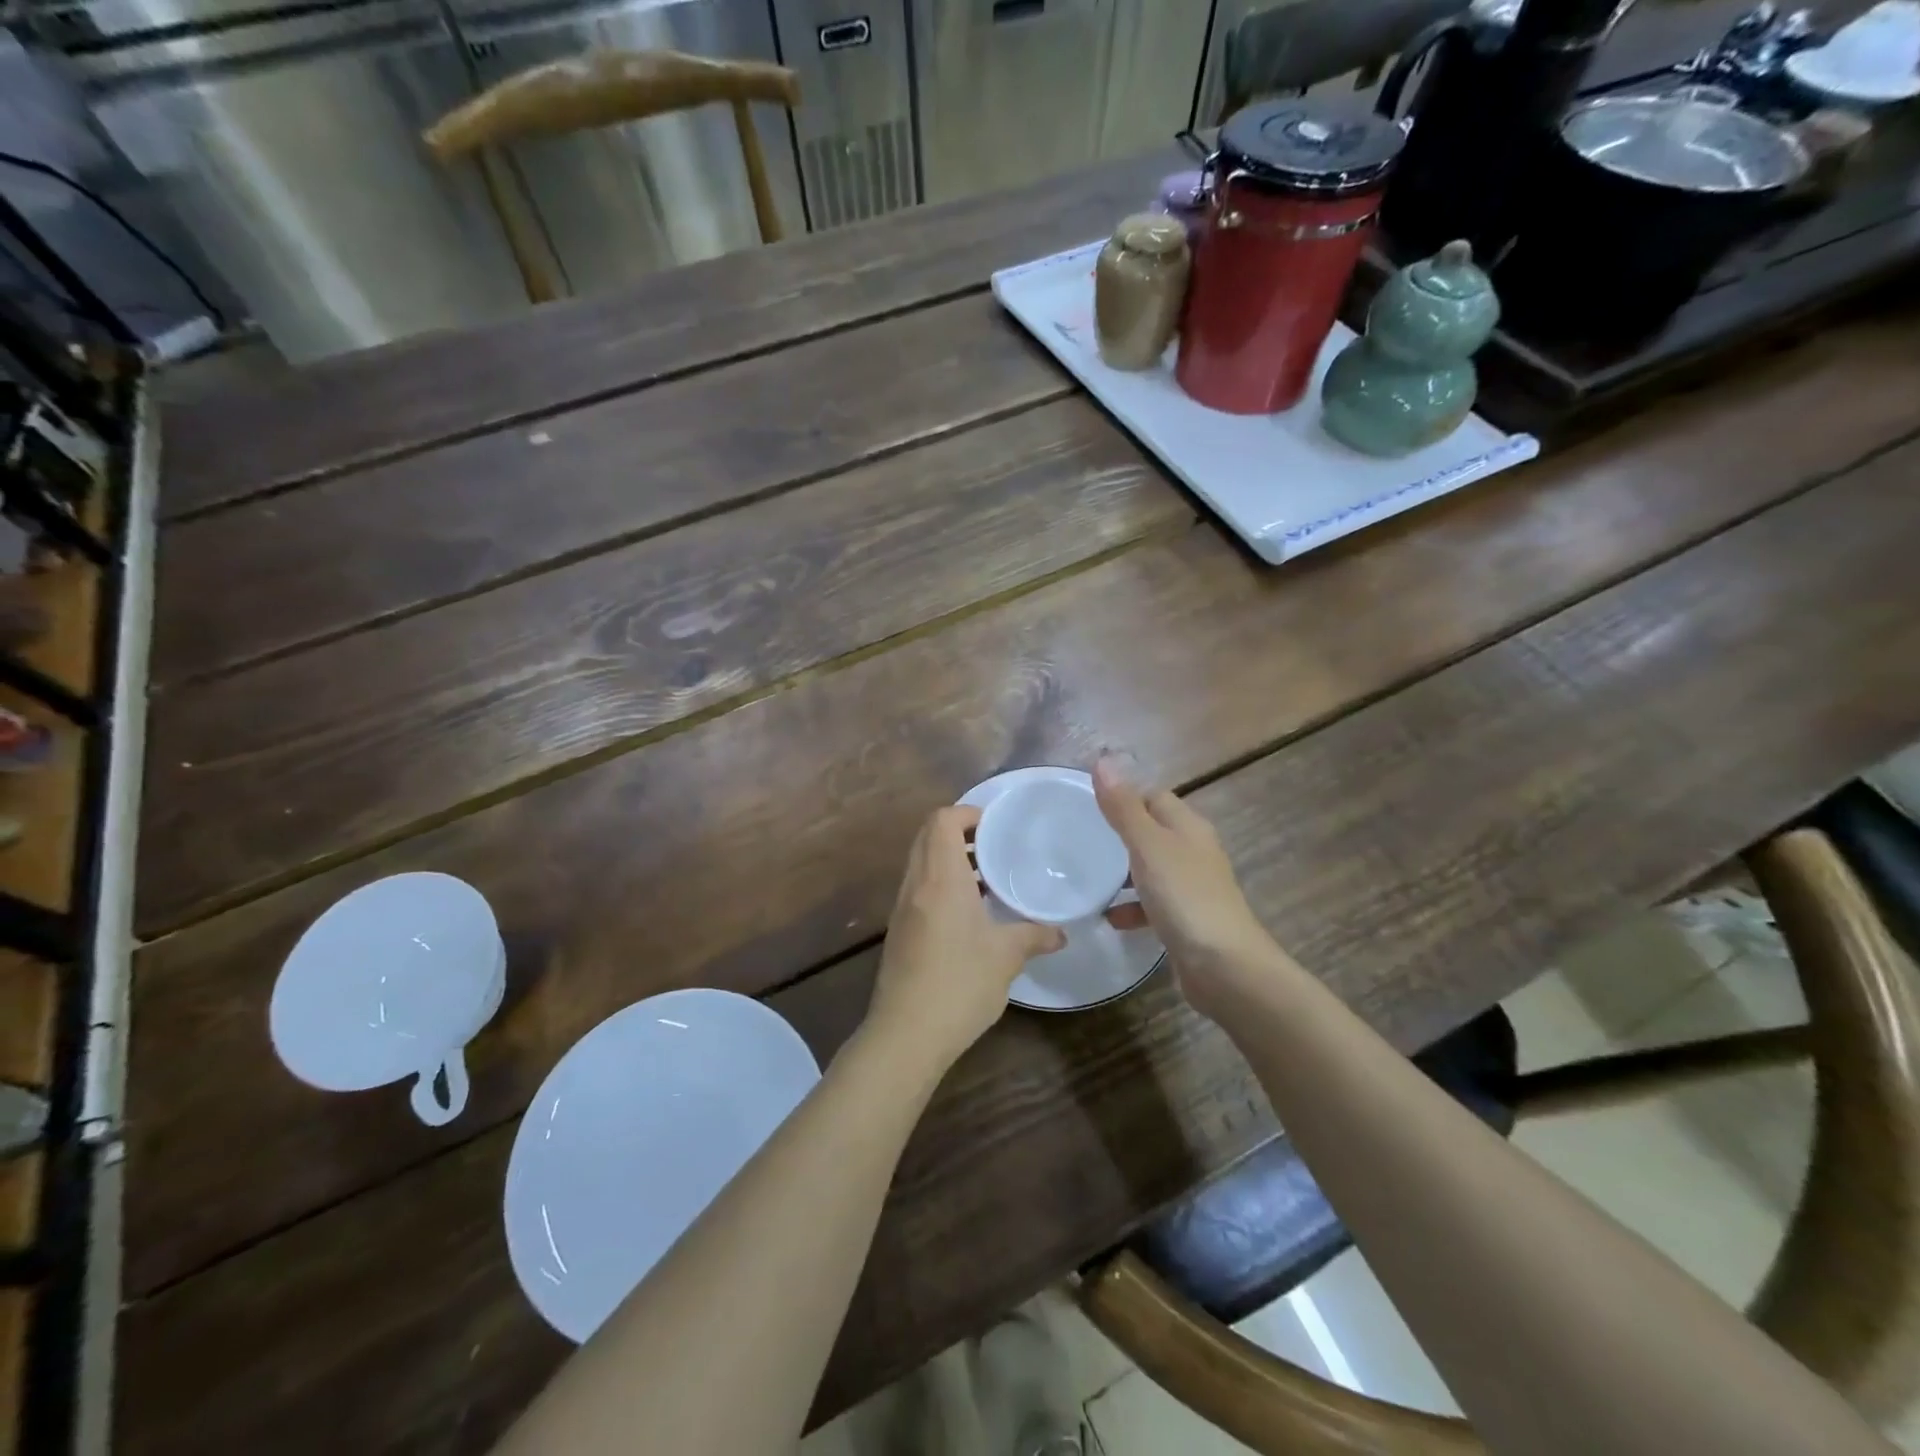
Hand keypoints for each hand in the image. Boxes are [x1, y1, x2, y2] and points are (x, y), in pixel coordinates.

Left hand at [867, 806, 1064, 1066]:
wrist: (906, 1034)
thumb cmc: (960, 983)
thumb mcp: (1007, 957)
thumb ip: (1035, 936)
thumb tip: (1061, 933)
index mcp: (940, 878)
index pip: (942, 820)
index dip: (967, 814)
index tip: (996, 826)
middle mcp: (916, 884)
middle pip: (928, 836)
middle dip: (960, 833)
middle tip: (995, 847)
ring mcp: (902, 907)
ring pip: (921, 863)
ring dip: (950, 860)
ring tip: (988, 879)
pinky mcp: (899, 930)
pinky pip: (919, 888)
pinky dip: (941, 884)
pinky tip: (970, 914)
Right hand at [1094, 756, 1276, 1014]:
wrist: (1224, 967)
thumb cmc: (1185, 897)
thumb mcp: (1148, 846)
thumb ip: (1123, 807)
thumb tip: (1103, 759)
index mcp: (1188, 827)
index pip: (1153, 796)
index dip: (1124, 794)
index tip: (1086, 801)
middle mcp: (1194, 851)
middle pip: (1153, 831)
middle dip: (1120, 833)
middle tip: (1081, 837)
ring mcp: (1192, 887)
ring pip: (1152, 868)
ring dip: (1124, 872)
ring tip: (1089, 877)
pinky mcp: (1187, 920)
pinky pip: (1153, 904)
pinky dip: (1132, 907)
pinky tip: (1110, 918)